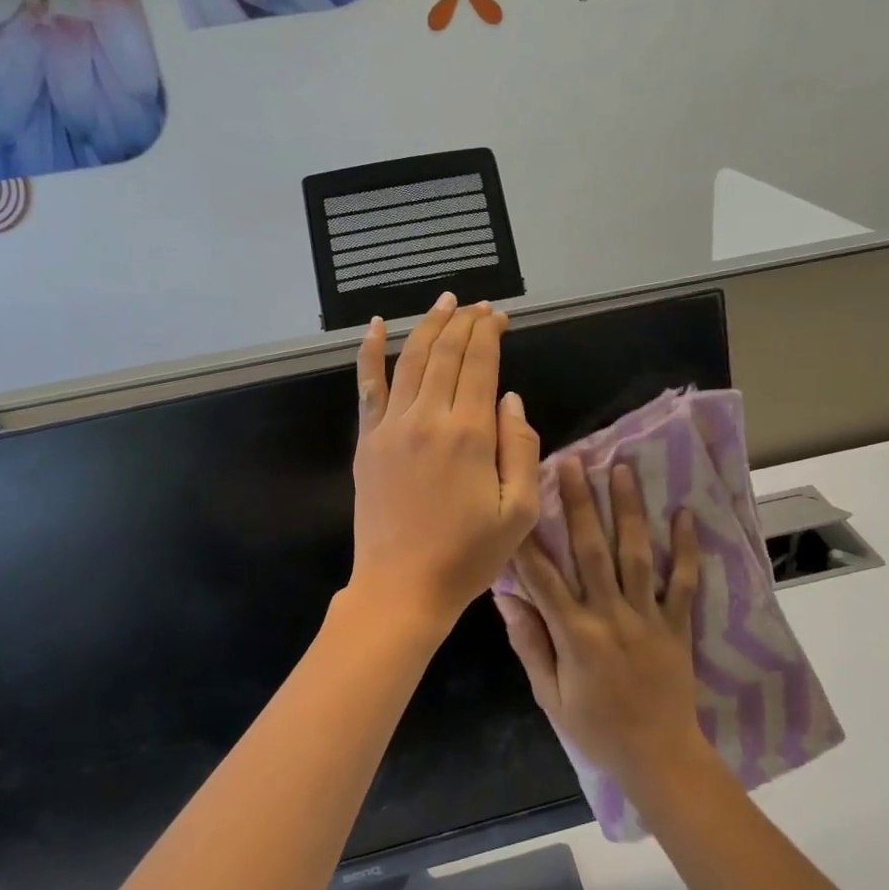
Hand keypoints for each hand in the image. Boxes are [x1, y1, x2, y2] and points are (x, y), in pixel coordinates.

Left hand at [350, 294, 540, 640]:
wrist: (402, 587)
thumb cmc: (468, 555)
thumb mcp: (519, 510)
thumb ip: (521, 446)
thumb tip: (510, 397)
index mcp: (470, 433)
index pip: (481, 363)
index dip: (491, 332)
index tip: (501, 316)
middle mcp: (428, 417)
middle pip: (447, 353)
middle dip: (465, 322)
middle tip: (479, 306)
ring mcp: (391, 426)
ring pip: (412, 359)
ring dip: (430, 325)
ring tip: (445, 302)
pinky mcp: (367, 441)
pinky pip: (368, 386)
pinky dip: (371, 352)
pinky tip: (377, 326)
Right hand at [496, 457, 706, 798]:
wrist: (659, 758)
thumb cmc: (596, 729)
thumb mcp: (549, 695)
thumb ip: (530, 644)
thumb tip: (506, 598)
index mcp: (574, 634)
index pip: (543, 577)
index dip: (528, 537)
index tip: (521, 499)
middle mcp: (611, 616)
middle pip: (592, 551)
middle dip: (581, 503)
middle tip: (574, 462)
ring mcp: (648, 617)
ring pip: (636, 555)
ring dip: (628, 510)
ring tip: (622, 470)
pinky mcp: (678, 624)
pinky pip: (685, 582)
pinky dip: (687, 549)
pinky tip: (685, 514)